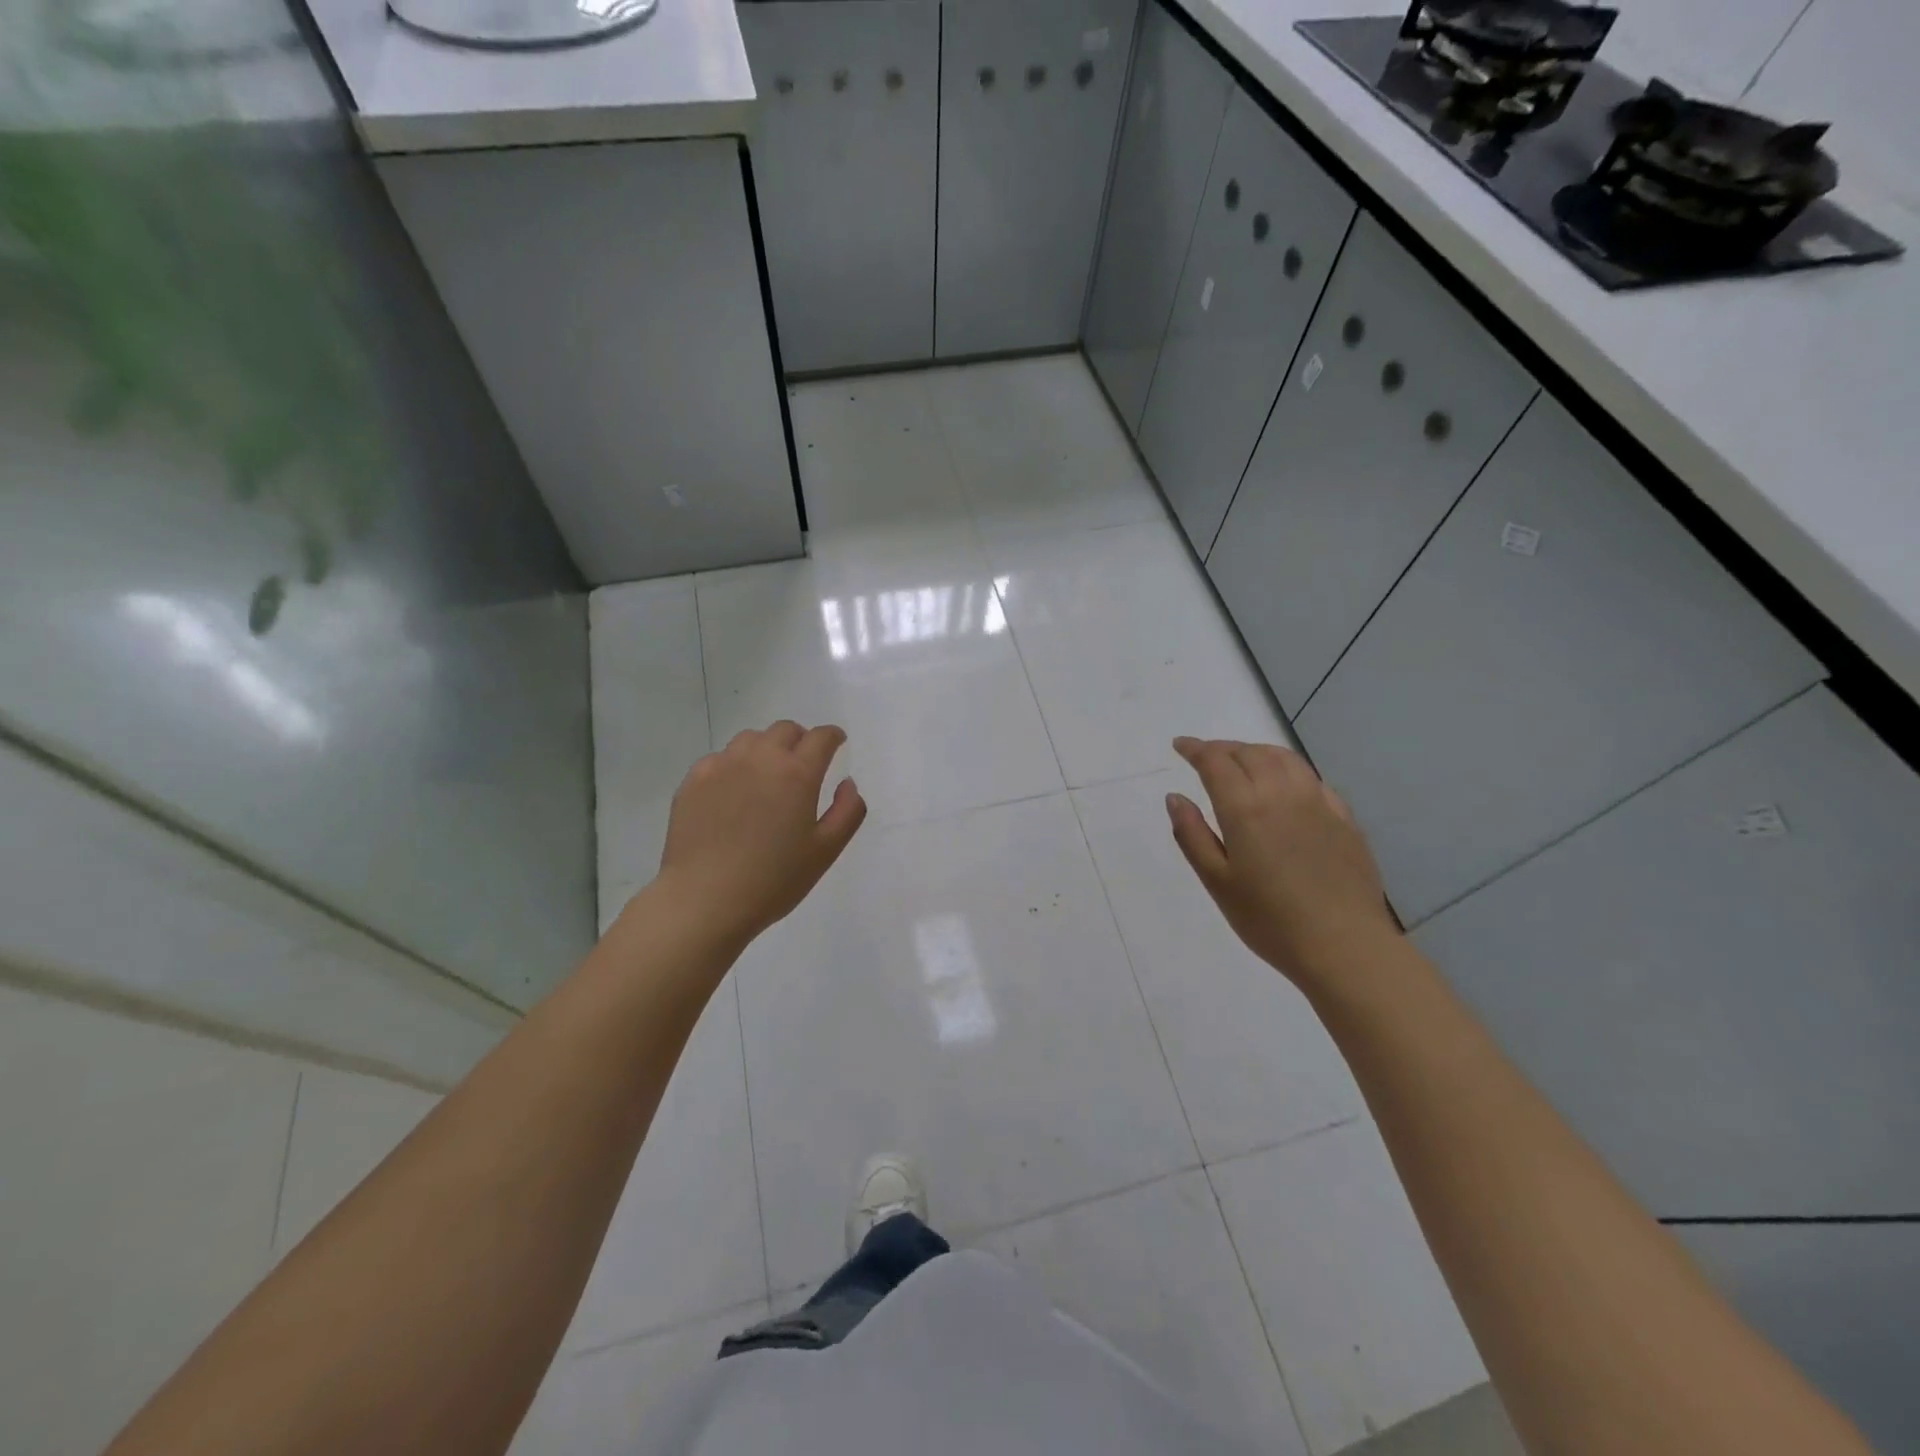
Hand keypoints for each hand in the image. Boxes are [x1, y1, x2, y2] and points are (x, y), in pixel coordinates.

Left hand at [657, 721, 866, 948]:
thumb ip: (848, 812)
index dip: (833, 737)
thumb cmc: (773, 880)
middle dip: (800, 739)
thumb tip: (847, 784)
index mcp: (797, 773)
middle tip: (803, 763)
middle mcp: (760, 758)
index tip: (836, 744)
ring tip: (767, 776)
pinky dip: (734, 766)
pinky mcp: (693, 780)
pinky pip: (720, 758)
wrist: (704, 899)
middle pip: (785, 730)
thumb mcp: (826, 851)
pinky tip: (733, 793)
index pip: (821, 737)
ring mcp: (722, 766)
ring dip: (766, 748)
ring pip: (750, 739)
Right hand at [1166, 737, 1399, 988]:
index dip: (1195, 749)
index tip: (1180, 746)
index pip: (1215, 762)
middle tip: (1205, 756)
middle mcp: (1282, 794)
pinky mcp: (1344, 819)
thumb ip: (1192, 835)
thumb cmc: (1269, 920)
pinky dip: (1289, 769)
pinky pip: (1312, 779)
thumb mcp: (1217, 882)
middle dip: (1223, 748)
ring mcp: (1318, 804)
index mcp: (1246, 808)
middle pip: (1250, 753)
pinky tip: (1286, 785)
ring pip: (1284, 759)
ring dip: (1257, 751)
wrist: (1344, 946)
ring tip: (1242, 760)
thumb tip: (1175, 797)